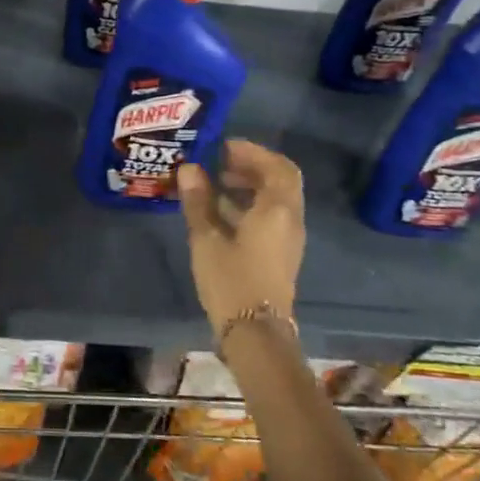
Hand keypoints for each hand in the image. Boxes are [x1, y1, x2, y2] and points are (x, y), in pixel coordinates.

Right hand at [176, 140, 304, 347]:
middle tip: (220, 162)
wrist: (255, 333)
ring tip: (215, 184)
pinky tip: (220, 212)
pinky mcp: (279, 255)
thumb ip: (198, 201)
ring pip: (275, 200)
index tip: (223, 147)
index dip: (252, 152)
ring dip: (250, 186)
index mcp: (278, 210)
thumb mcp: (207, 239)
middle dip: (251, 167)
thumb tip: (190, 168)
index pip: (276, 167)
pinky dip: (250, 205)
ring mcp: (288, 240)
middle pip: (280, 181)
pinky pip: (270, 218)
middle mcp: (290, 220)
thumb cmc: (231, 280)